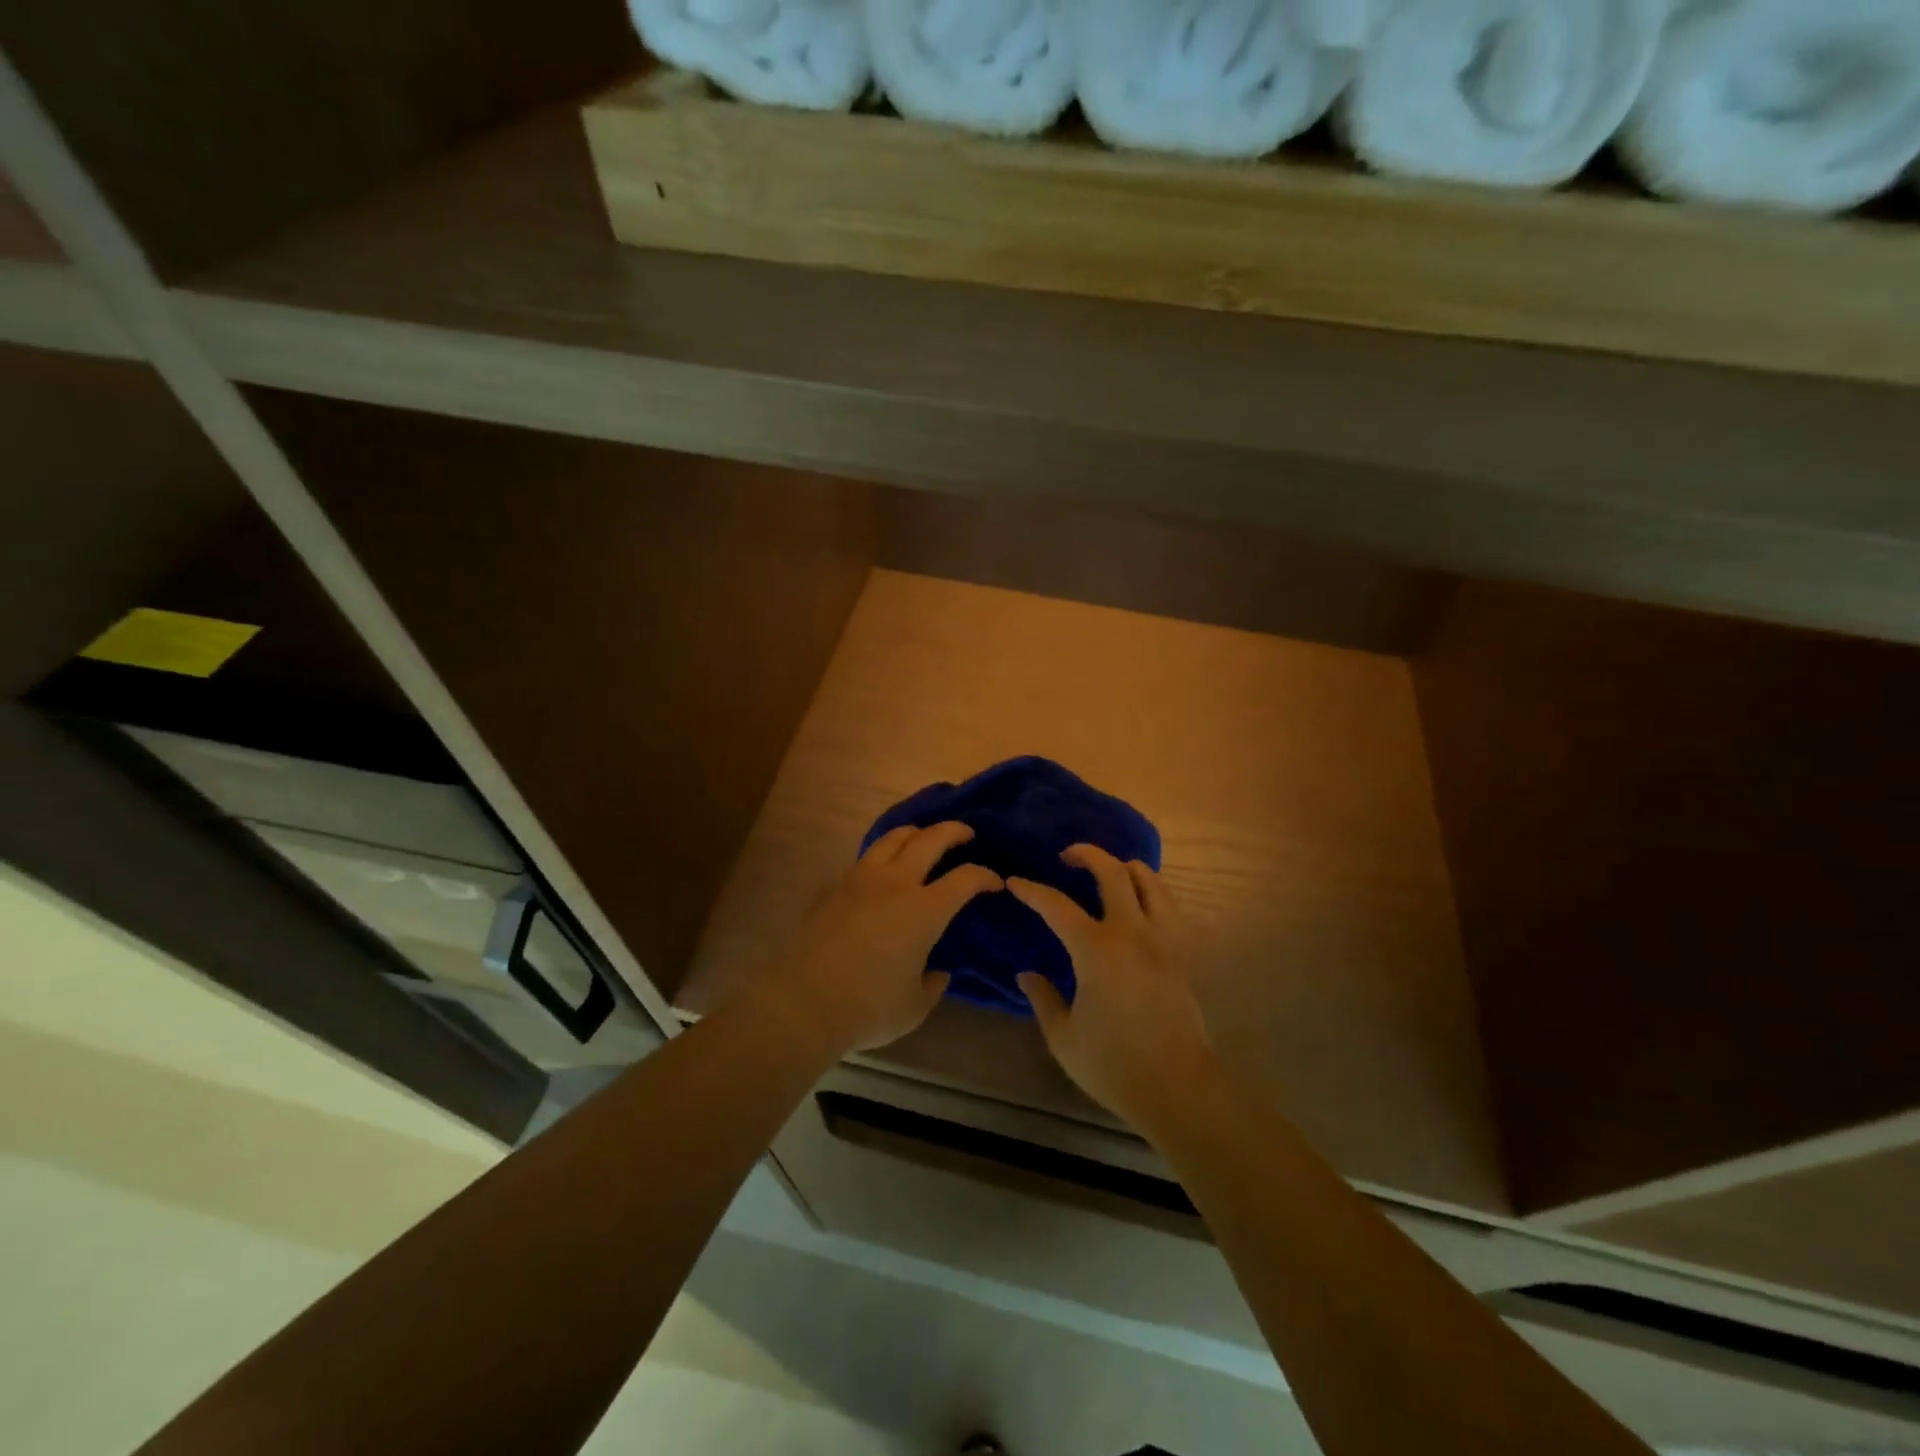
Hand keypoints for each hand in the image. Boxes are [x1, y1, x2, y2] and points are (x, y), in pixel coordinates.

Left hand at [764, 822, 1001, 1054]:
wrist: (802, 1002)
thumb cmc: (868, 1007)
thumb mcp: (914, 1006)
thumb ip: (932, 985)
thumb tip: (937, 971)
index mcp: (925, 909)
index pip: (965, 878)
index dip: (985, 876)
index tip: (994, 882)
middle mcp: (896, 883)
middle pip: (930, 839)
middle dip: (954, 831)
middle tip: (966, 834)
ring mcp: (861, 879)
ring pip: (893, 837)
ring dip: (916, 832)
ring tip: (924, 839)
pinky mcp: (834, 887)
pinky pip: (866, 857)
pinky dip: (884, 853)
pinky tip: (884, 869)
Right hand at [1010, 845, 1214, 1126]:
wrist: (1178, 1089)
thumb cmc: (1113, 1065)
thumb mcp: (1063, 1037)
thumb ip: (1043, 998)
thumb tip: (1026, 974)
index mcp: (1097, 950)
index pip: (1057, 906)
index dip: (1033, 890)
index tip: (1014, 882)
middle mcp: (1132, 933)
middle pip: (1113, 873)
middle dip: (1087, 855)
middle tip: (1068, 856)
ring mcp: (1163, 940)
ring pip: (1151, 881)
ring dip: (1126, 867)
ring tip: (1109, 872)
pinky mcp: (1182, 954)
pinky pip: (1169, 906)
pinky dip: (1151, 891)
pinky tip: (1139, 904)